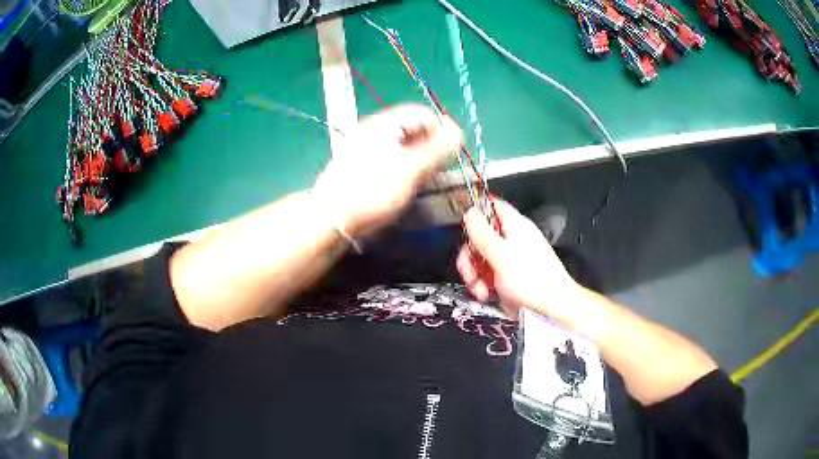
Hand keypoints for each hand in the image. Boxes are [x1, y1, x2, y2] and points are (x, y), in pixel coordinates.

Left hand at [312, 104, 461, 237]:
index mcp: (384, 124)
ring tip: (425, 179)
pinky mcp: (360, 164)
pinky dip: (404, 165)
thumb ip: (436, 150)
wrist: (328, 219)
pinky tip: (406, 183)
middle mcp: (373, 130)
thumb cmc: (370, 193)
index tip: (453, 153)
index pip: (422, 113)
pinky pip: (389, 156)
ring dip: (419, 157)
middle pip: (411, 127)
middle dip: (431, 144)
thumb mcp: (409, 171)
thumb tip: (458, 131)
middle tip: (440, 169)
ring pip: (401, 143)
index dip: (441, 129)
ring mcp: (364, 147)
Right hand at [457, 199, 583, 323]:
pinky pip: (487, 274)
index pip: (490, 206)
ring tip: (480, 289)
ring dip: (475, 274)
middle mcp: (512, 239)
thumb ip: (483, 234)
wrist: (552, 308)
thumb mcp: (502, 256)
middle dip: (470, 255)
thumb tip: (470, 213)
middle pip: (480, 236)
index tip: (464, 230)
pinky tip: (486, 294)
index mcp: (514, 226)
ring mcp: (510, 258)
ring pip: (481, 257)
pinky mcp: (508, 275)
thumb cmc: (535, 282)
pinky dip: (483, 284)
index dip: (474, 213)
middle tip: (470, 270)